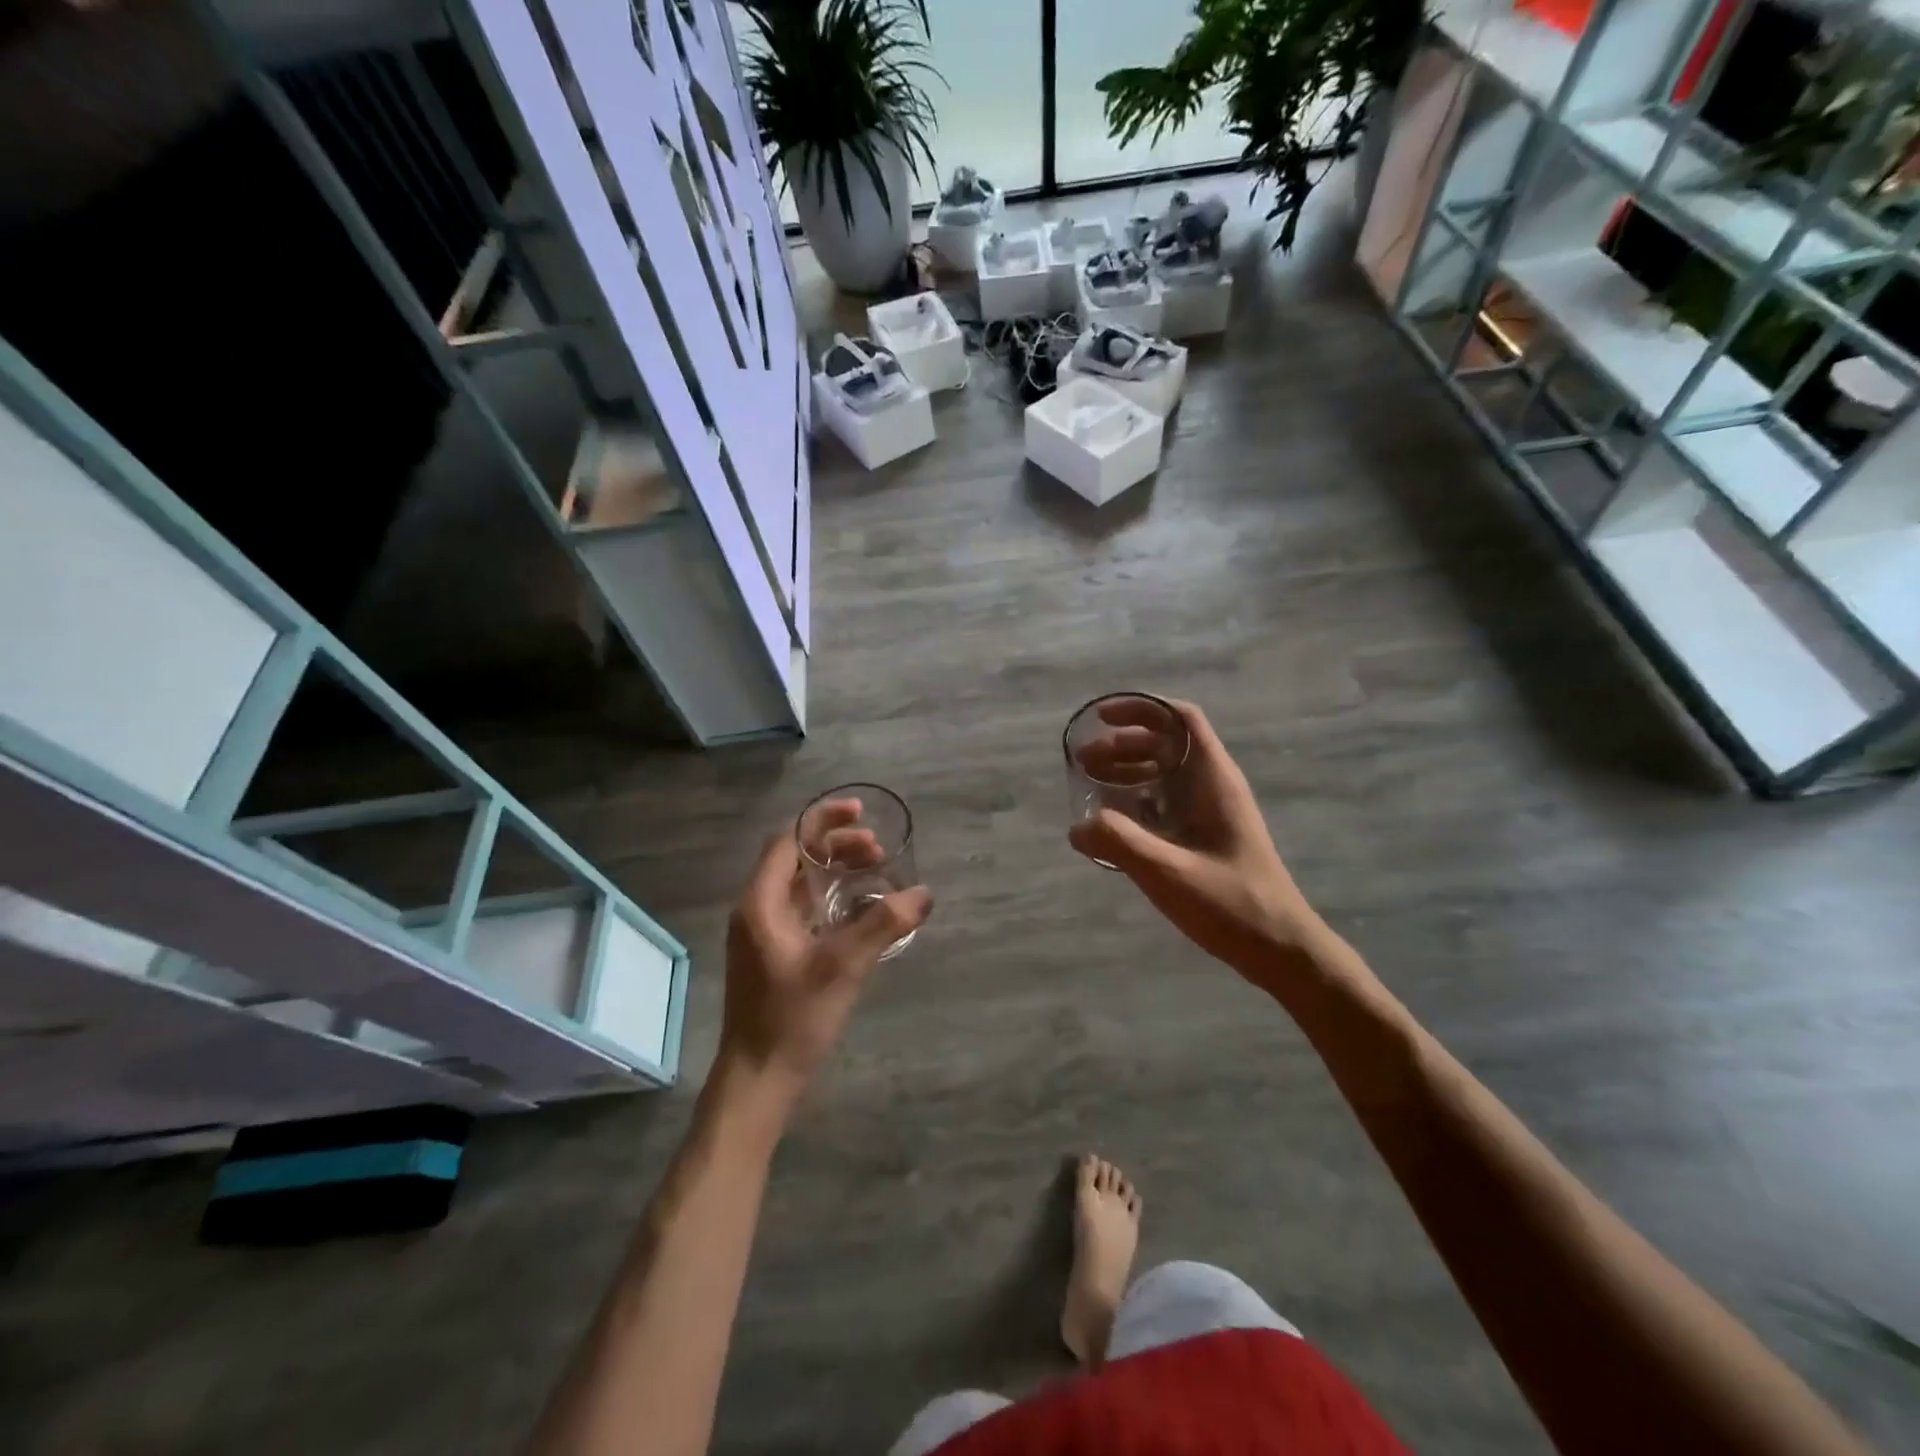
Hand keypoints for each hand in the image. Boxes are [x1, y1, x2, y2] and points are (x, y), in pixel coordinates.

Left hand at [716, 820, 932, 1107]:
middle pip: (796, 859)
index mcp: (761, 903)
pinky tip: (860, 910)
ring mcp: (763, 934)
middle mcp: (756, 910)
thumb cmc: (793, 1017)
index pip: (788, 841)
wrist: (759, 1079)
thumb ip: (883, 924)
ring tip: (874, 872)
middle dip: (837, 846)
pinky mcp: (773, 954)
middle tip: (878, 849)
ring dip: (835, 871)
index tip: (861, 813)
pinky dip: (831, 897)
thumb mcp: (843, 966)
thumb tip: (924, 893)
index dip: (824, 821)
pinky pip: (803, 908)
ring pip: (800, 884)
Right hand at [1068, 698, 1322, 985]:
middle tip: (1082, 761)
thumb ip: (1119, 843)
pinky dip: (1137, 799)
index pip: (1180, 719)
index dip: (1140, 709)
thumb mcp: (1168, 872)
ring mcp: (1212, 811)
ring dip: (1127, 770)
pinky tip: (1113, 820)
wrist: (1281, 949)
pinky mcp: (1207, 835)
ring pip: (1165, 772)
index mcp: (1214, 779)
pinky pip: (1167, 801)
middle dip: (1122, 743)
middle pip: (1166, 743)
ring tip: (1089, 784)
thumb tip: (1077, 827)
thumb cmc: (1231, 904)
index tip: (1102, 718)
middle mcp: (1214, 785)